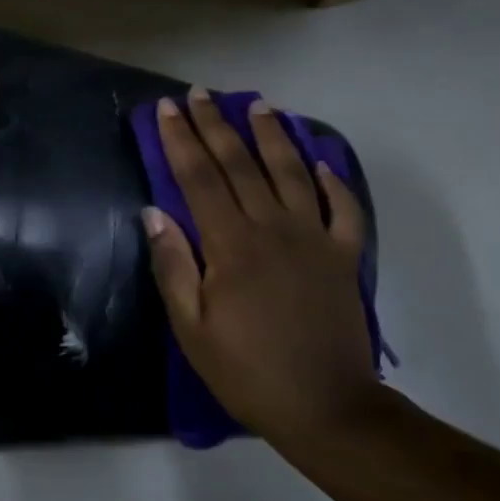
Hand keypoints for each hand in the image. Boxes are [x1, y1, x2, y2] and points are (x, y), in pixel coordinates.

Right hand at [144, 88, 374, 445]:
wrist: (325, 406)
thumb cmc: (246, 370)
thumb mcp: (191, 328)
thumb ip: (173, 266)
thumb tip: (155, 213)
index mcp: (231, 245)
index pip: (199, 178)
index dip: (181, 140)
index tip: (168, 109)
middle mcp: (273, 229)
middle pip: (241, 165)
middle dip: (217, 125)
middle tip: (202, 93)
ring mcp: (315, 239)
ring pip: (291, 173)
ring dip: (273, 136)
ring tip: (259, 106)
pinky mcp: (344, 257)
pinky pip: (343, 209)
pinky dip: (333, 180)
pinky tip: (321, 160)